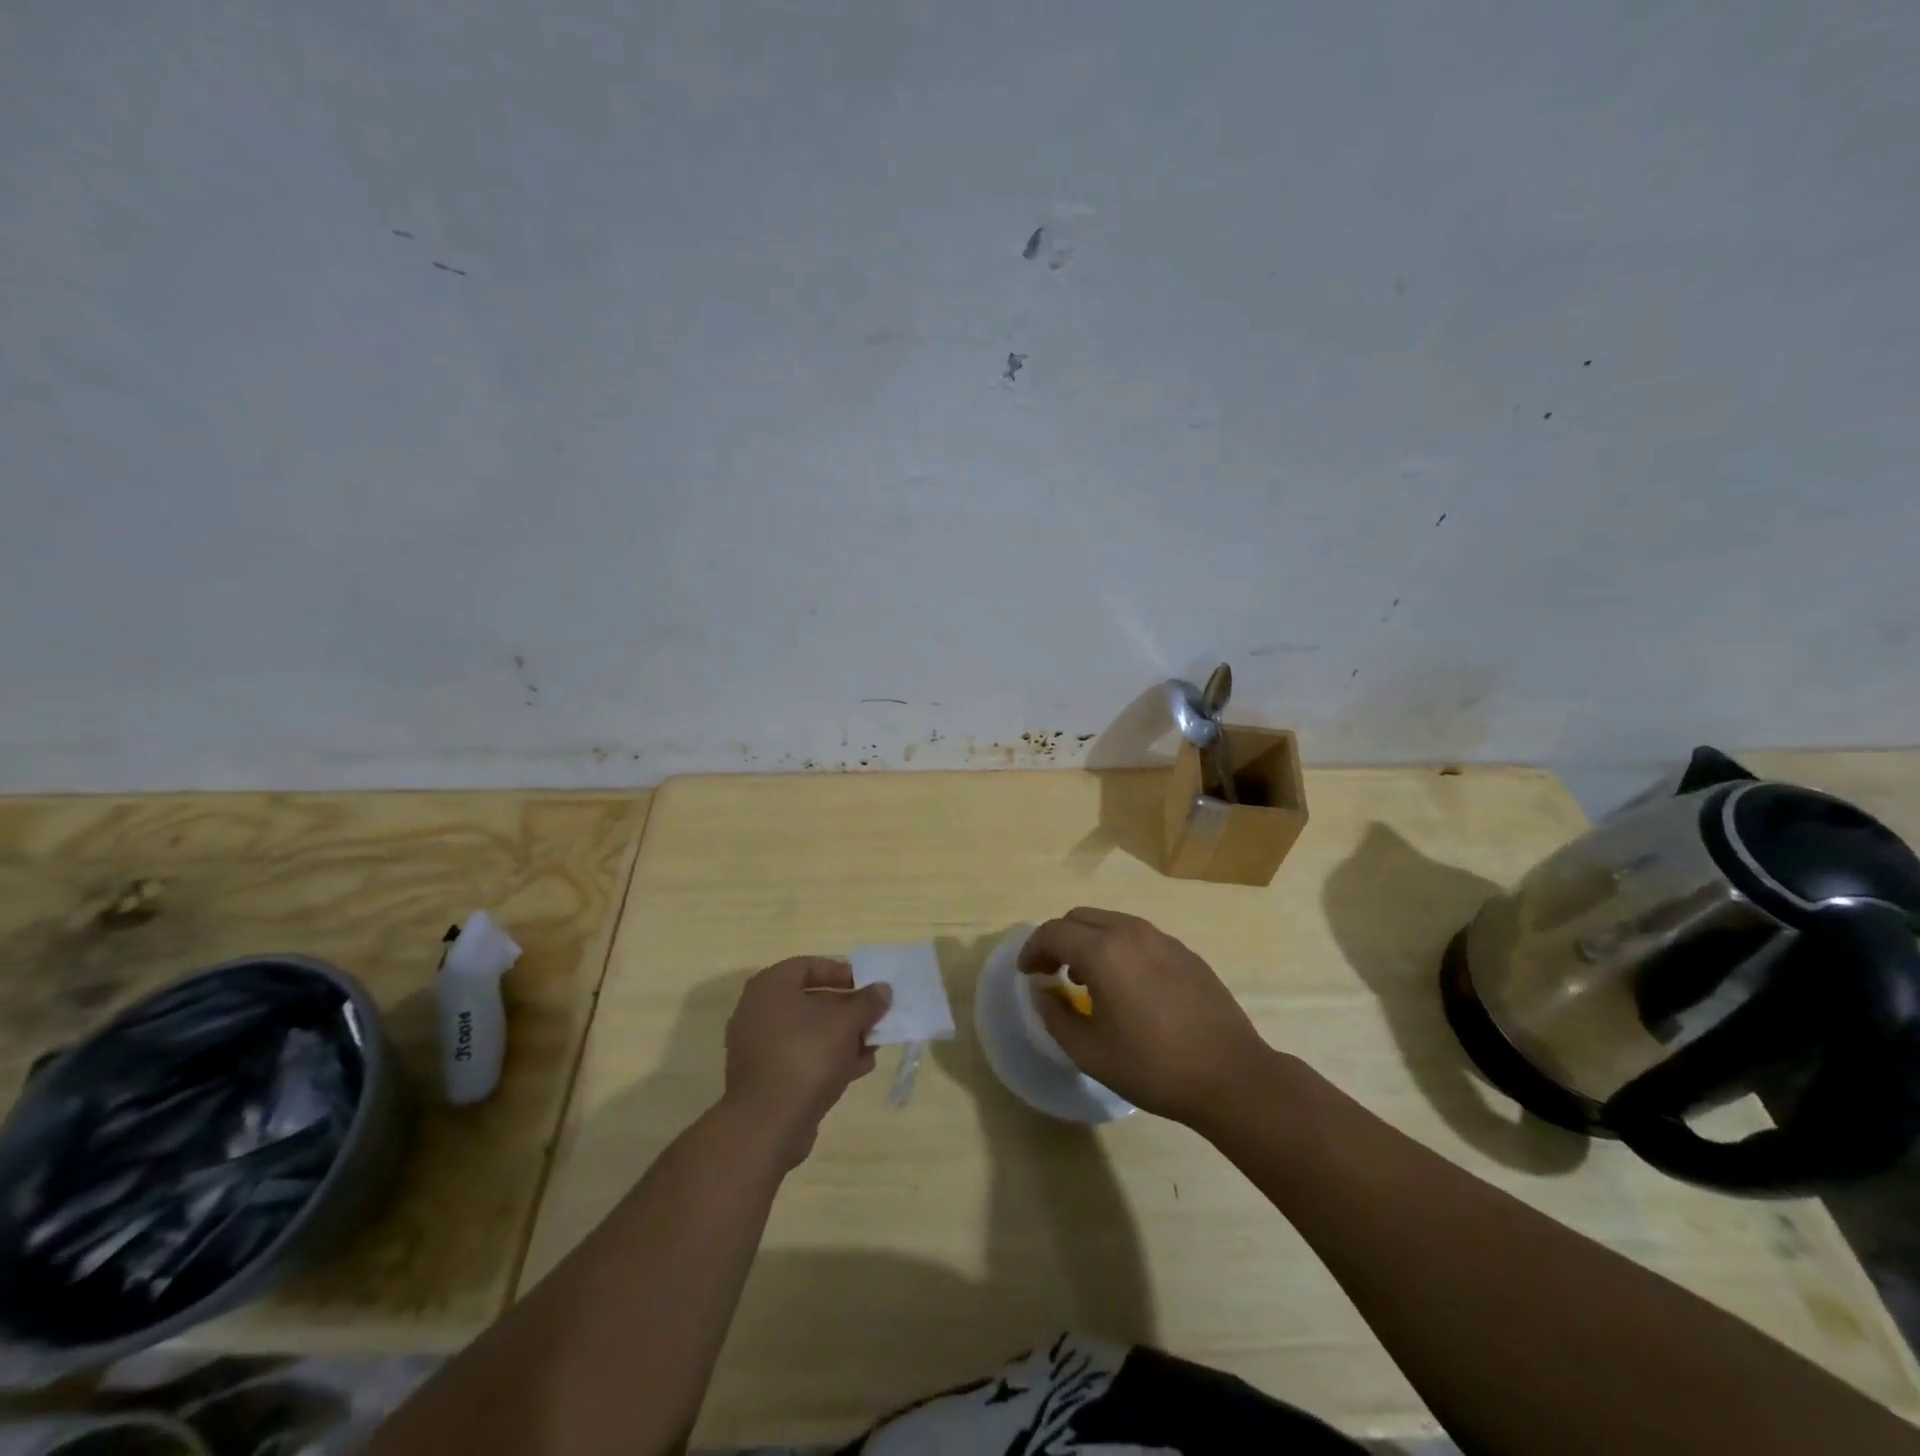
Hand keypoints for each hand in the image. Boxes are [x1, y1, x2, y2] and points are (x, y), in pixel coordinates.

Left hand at [721, 957, 890, 1168]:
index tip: (866, 985)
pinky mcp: (766, 1077)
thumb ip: (867, 1002)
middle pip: (811, 1000)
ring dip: (842, 1036)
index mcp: (771, 987)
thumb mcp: (846, 1023)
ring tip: (873, 1045)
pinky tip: (859, 1067)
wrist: (768, 1124)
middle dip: (847, 1009)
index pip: (809, 966)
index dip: (841, 972)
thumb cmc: (806, 1056)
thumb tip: (883, 989)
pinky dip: (828, 1058)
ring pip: (808, 1032)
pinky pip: (801, 1057)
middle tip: (874, 1016)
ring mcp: (759, 1047)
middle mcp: (759, 1011)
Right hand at [1019, 907, 1271, 1124]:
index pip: (1052, 932)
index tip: (1028, 974)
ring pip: (1110, 922)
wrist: (1231, 1076)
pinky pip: (1137, 935)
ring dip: (1088, 941)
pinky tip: (1126, 985)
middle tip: (1051, 973)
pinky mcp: (1184, 951)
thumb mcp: (1090, 1052)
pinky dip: (1117, 947)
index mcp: (1103, 952)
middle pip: (1079, 918)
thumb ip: (1055, 1016)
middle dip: (1058, 940)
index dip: (1032, 950)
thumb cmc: (1153, 1067)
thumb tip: (1043, 993)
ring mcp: (1161, 938)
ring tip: (1086, 980)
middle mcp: (1131, 932)